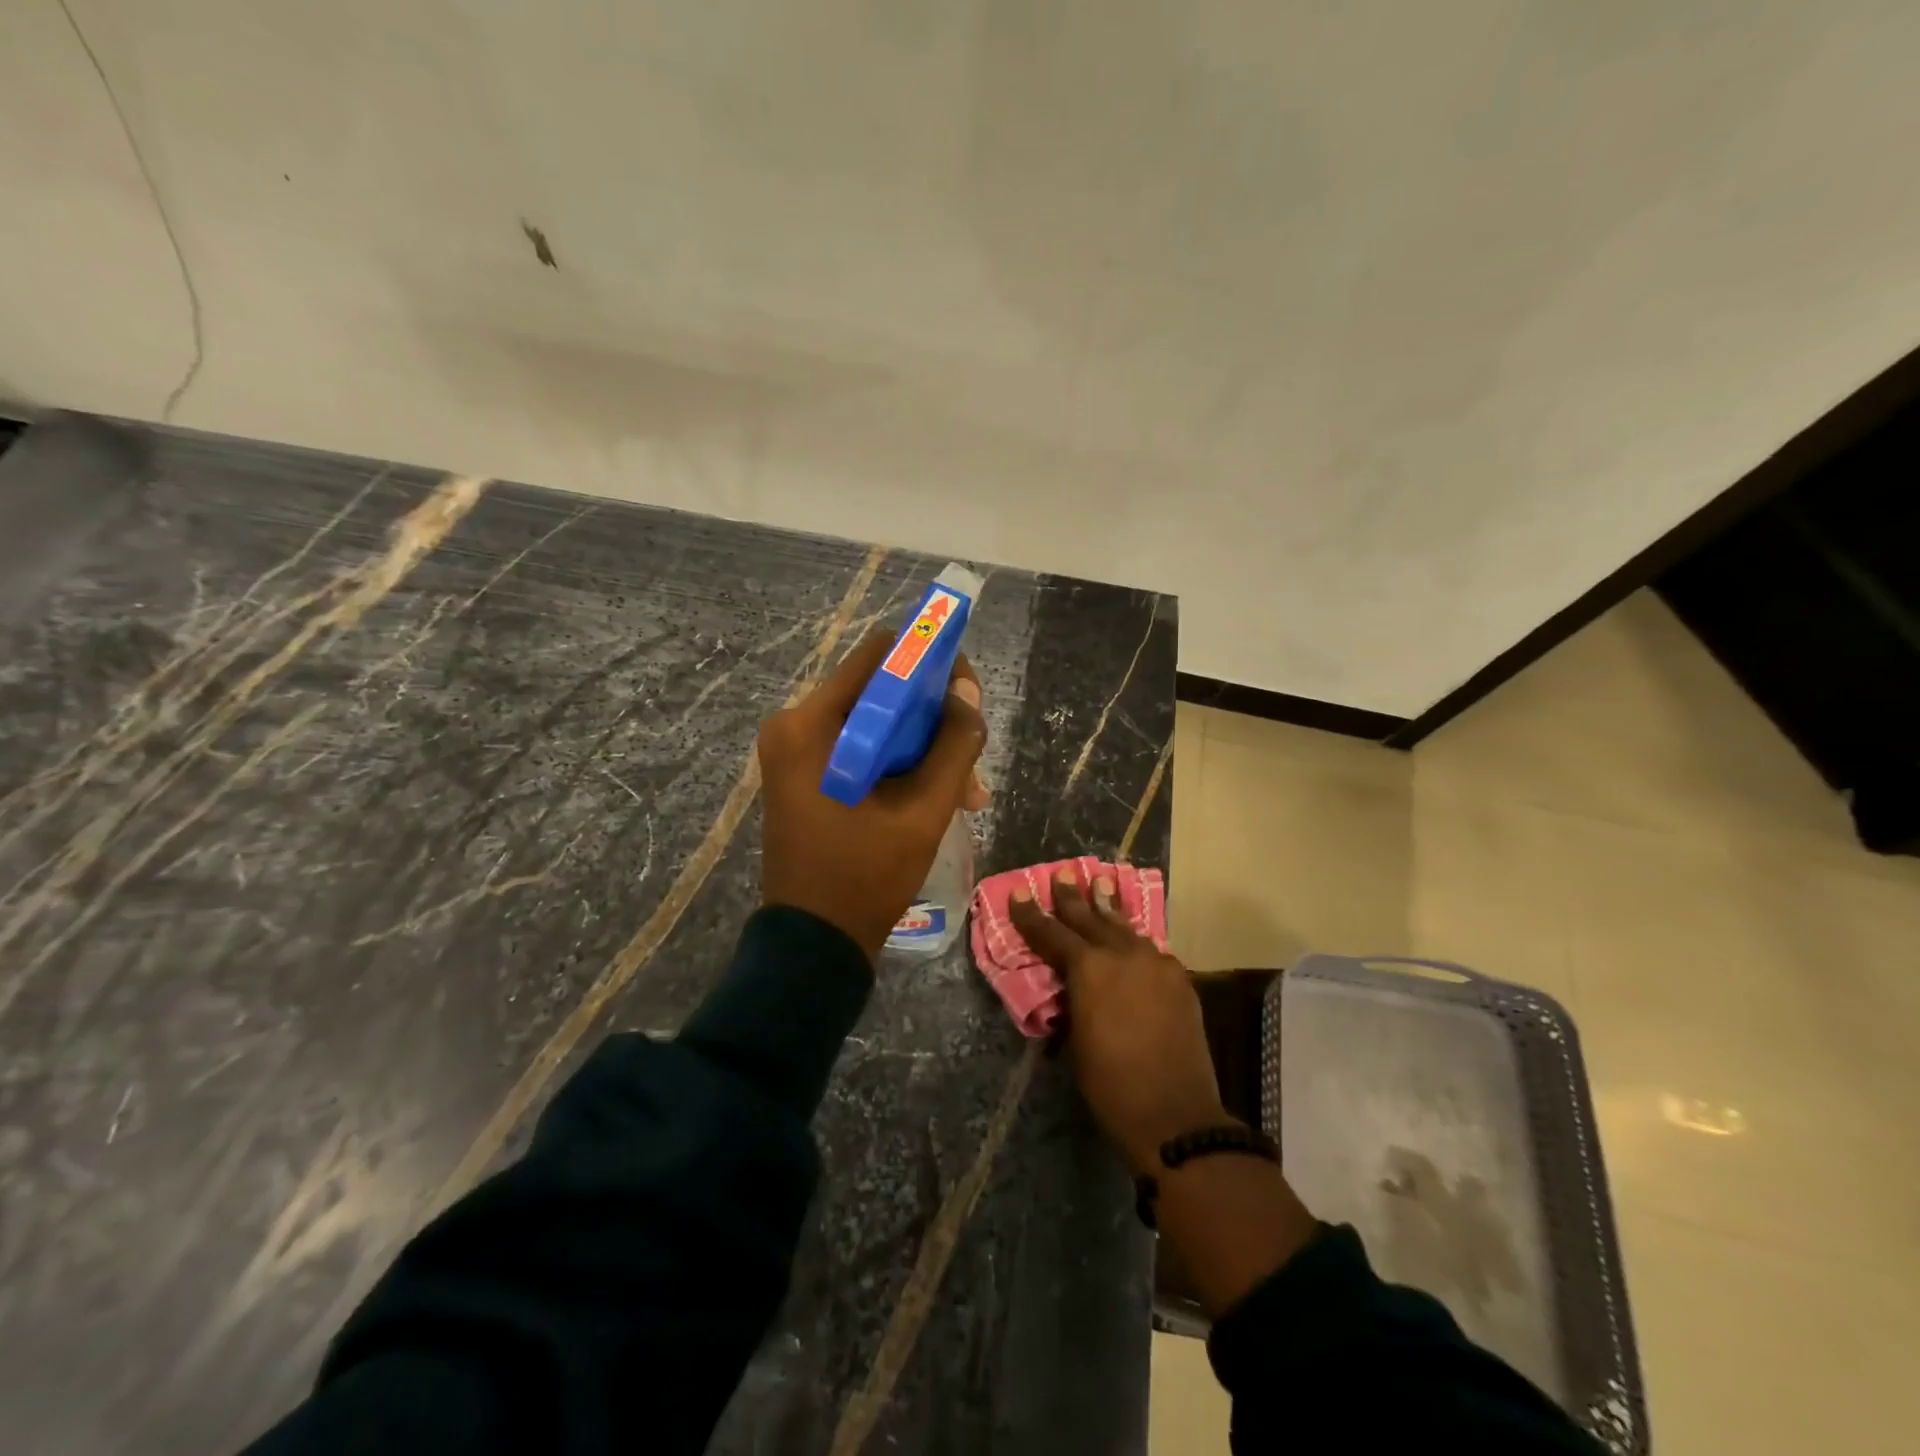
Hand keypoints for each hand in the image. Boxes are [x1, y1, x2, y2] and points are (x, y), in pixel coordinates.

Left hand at [758, 631, 988, 959]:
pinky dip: (899, 763)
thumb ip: (953, 745)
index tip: (967, 693)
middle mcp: (794, 725)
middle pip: (878, 689)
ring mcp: (796, 751)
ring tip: (967, 790)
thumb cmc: (865, 876)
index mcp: (810, 724)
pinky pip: (861, 748)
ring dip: (923, 746)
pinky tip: (939, 796)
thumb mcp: (923, 810)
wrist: (814, 943)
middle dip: (932, 715)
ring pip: (875, 721)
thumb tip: (967, 692)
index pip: (880, 655)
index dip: (930, 661)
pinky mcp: (805, 774)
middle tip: (971, 752)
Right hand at [1010, 868, 1227, 1174]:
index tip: (1021, 892)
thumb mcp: (1075, 1040)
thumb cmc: (1110, 1084)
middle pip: (1090, 918)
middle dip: (1072, 897)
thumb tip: (1071, 985)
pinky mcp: (1179, 978)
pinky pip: (1150, 949)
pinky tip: (1131, 936)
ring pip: (1125, 927)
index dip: (1032, 914)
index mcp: (1088, 969)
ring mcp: (1156, 963)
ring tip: (1101, 884)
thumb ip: (1072, 1000)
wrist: (1175, 1113)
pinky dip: (1134, 941)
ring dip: (1108, 907)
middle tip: (1063, 874)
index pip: (1051, 933)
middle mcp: (1122, 954)